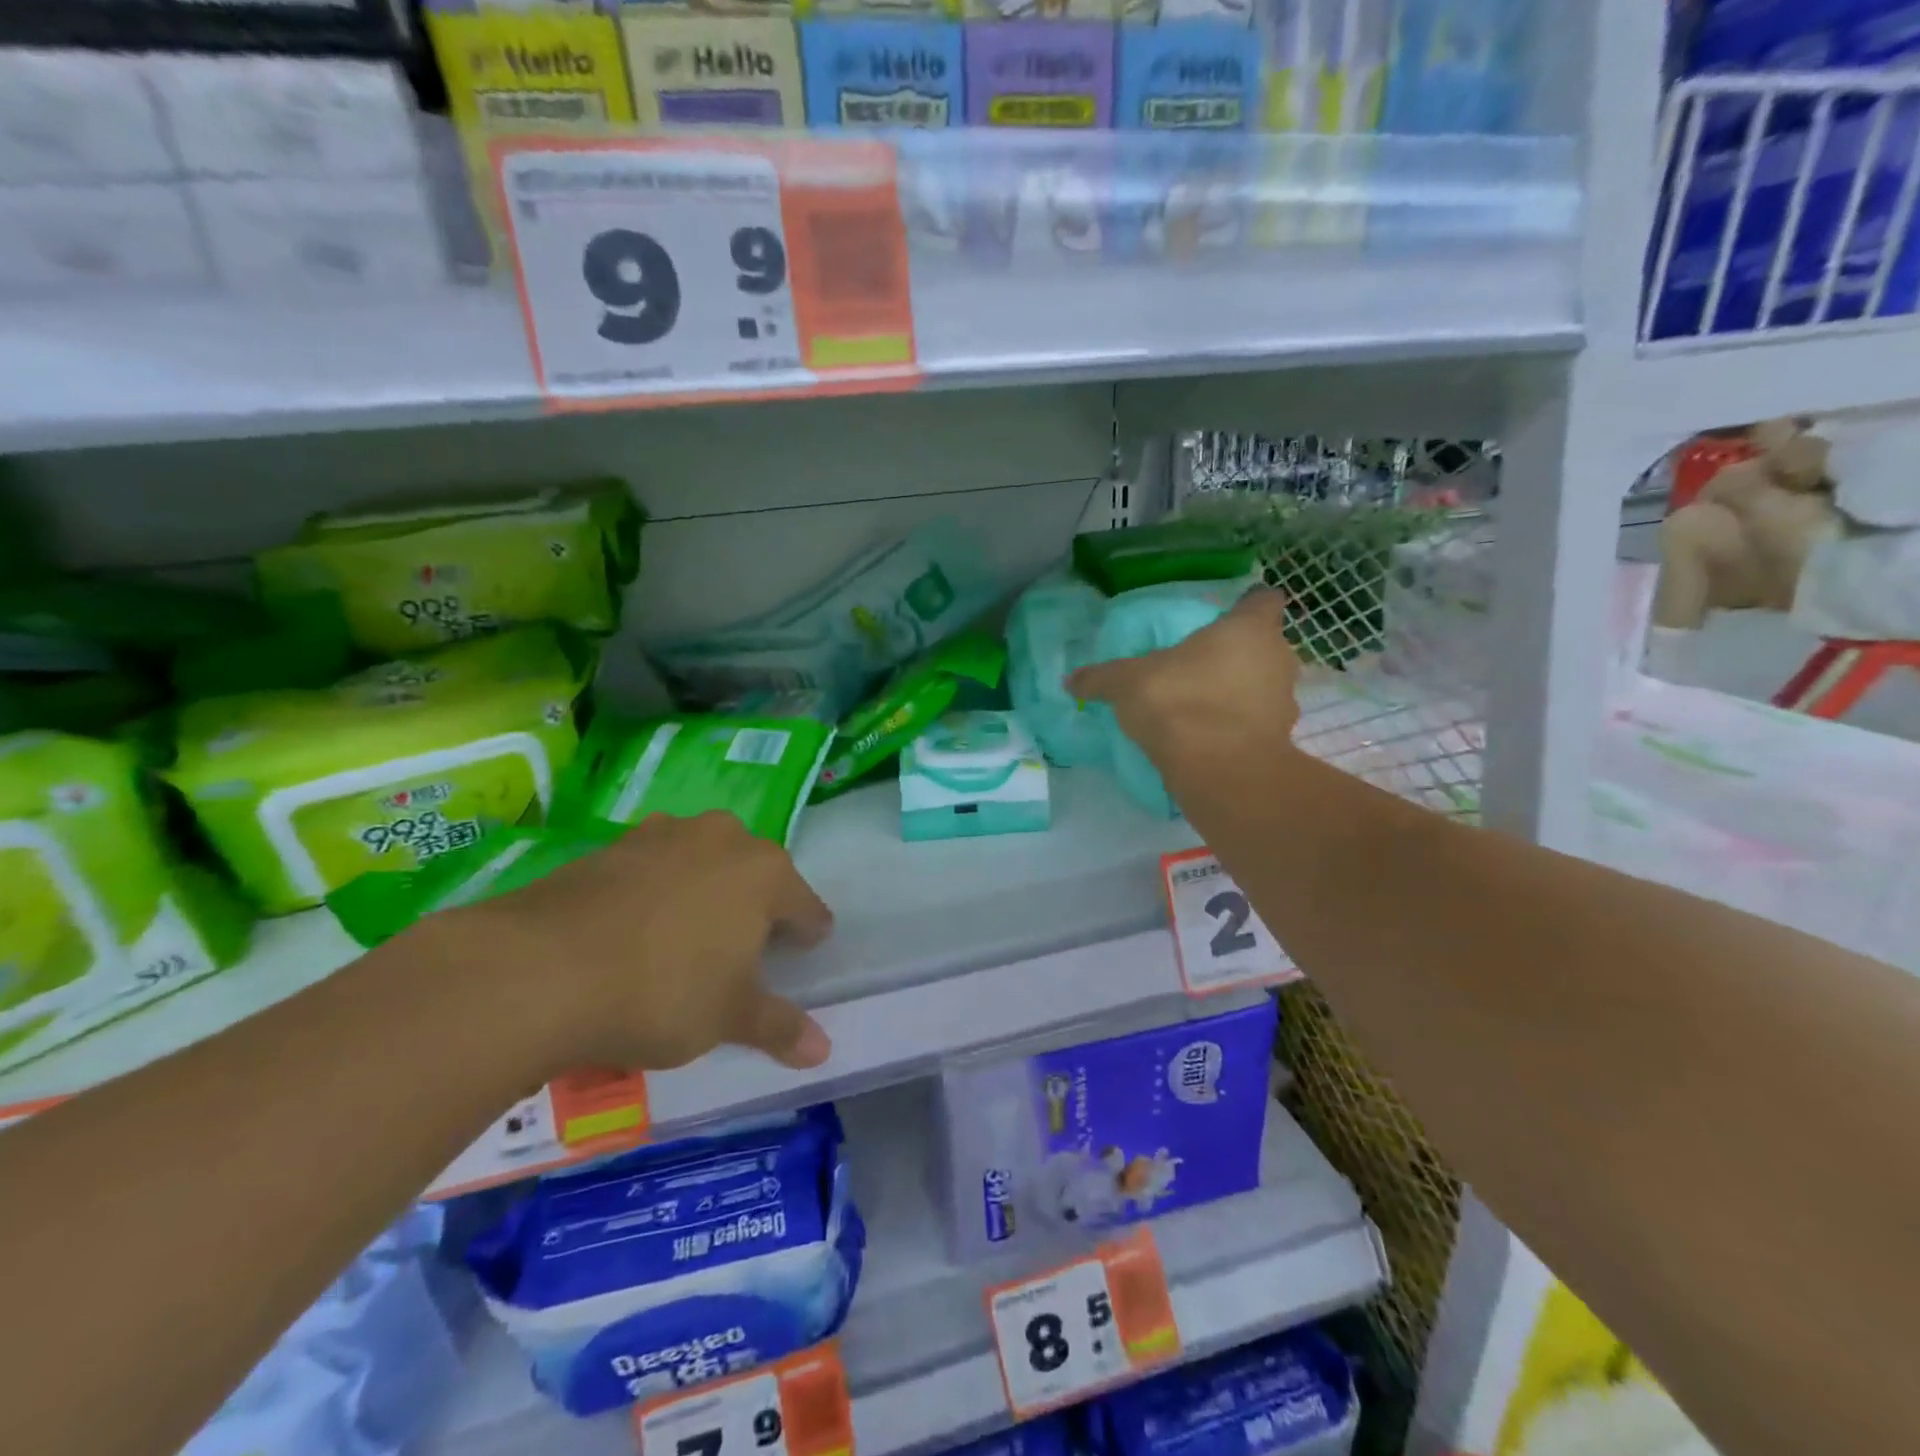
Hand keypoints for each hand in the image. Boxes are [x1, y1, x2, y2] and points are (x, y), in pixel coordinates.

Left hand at [438, 812, 833, 1077]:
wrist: (539, 969)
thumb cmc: (662, 992)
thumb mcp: (728, 1018)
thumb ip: (779, 1027)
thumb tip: (823, 1051)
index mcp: (766, 873)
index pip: (806, 906)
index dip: (807, 936)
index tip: (800, 958)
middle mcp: (723, 838)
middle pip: (756, 875)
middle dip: (755, 909)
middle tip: (740, 955)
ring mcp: (665, 834)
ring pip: (703, 863)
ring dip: (705, 893)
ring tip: (685, 940)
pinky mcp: (612, 845)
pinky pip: (654, 867)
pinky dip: (656, 892)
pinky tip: (633, 931)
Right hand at [1068, 588, 1301, 766]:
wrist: (1219, 771)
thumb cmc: (1179, 702)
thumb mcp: (1127, 683)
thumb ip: (1101, 678)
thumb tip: (1070, 681)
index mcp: (1248, 629)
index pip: (1262, 600)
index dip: (1247, 605)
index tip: (1227, 615)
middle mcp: (1277, 658)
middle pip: (1264, 646)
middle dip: (1239, 653)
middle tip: (1202, 665)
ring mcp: (1284, 702)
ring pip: (1264, 686)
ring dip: (1242, 692)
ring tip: (1203, 705)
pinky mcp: (1280, 741)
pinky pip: (1258, 724)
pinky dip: (1240, 727)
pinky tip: (1210, 738)